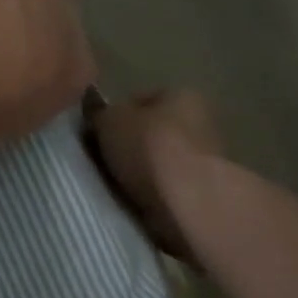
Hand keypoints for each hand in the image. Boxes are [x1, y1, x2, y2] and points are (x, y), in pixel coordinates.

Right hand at [85, 89, 223, 260]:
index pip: (139, 99)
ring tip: (114, 186)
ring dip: (138, 173)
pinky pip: (163, 188)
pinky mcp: (201, 192)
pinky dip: (149, 194)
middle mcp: (199, 121)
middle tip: (101, 162)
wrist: (186, 203)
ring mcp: (203, 159)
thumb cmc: (149, 149)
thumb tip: (99, 116)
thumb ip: (101, 114)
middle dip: (127, 146)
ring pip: (156, 162)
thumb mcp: (110, 120)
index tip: (94, 136)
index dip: (113, 116)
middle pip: (150, 132)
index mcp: (181, 94)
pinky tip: (133, 202)